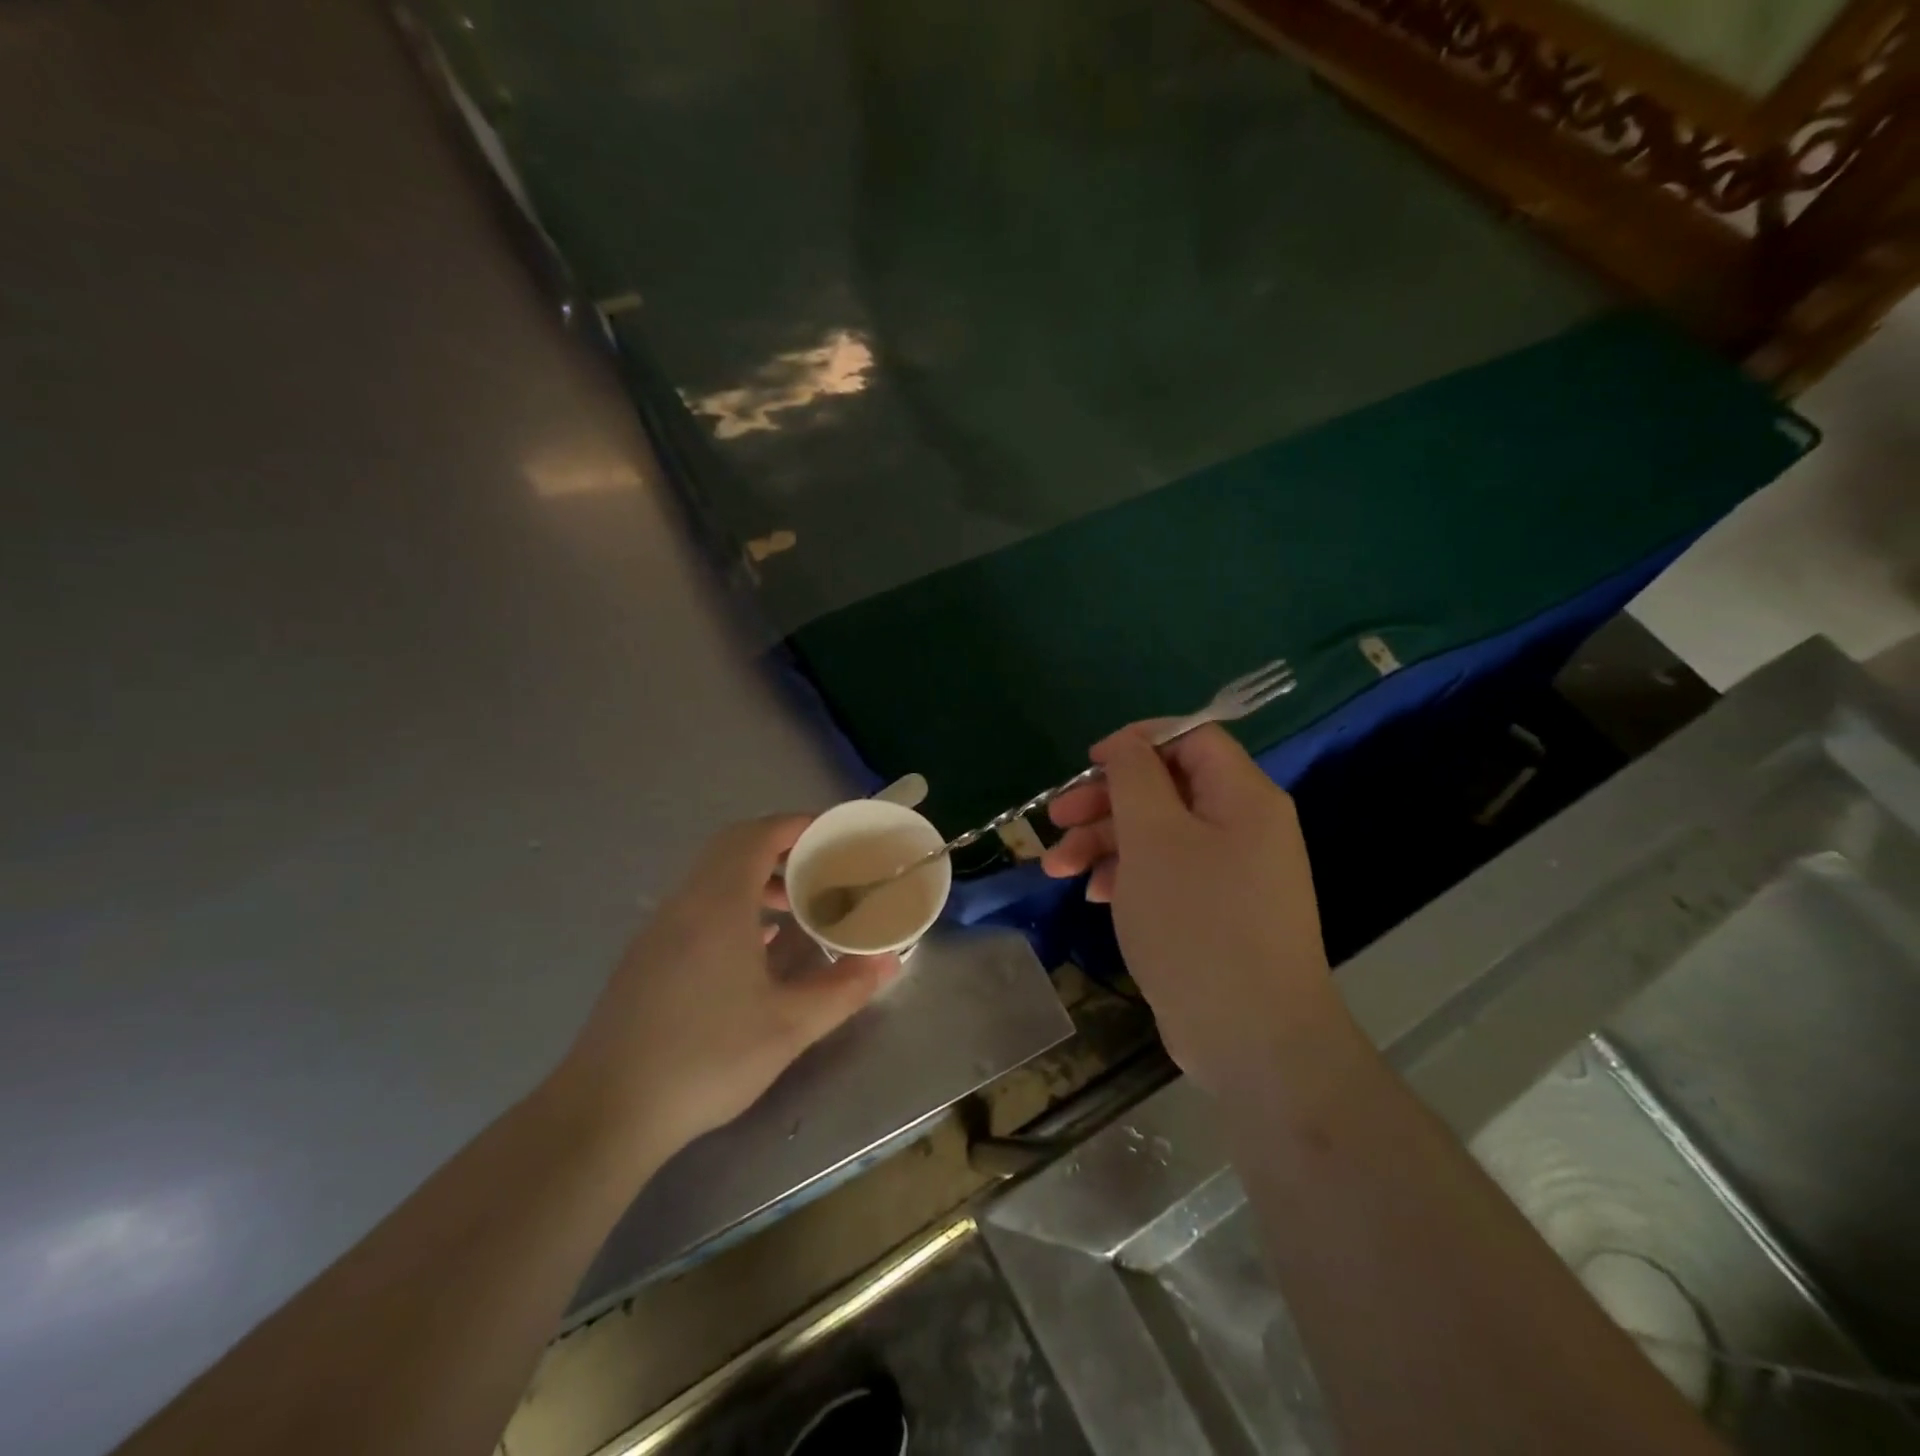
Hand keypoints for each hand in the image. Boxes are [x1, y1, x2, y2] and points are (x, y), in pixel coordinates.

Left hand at [555, 816, 899, 1149]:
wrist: (607, 1111)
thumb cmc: (706, 1058)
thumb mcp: (789, 1026)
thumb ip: (844, 989)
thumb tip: (889, 962)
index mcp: (718, 904)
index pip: (758, 835)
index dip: (798, 825)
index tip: (834, 834)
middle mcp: (686, 903)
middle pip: (733, 847)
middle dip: (781, 847)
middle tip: (821, 866)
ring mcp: (660, 929)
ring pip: (713, 877)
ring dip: (756, 878)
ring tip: (797, 907)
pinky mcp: (648, 956)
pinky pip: (697, 905)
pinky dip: (734, 905)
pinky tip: (759, 947)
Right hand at [1041, 724, 1349, 1092]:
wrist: (1251, 1037)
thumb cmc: (1197, 922)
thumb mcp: (1154, 837)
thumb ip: (1135, 777)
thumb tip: (1126, 744)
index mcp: (1243, 797)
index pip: (1191, 739)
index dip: (1137, 742)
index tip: (1089, 763)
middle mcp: (1244, 827)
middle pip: (1167, 788)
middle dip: (1106, 800)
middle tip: (1056, 817)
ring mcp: (1231, 873)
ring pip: (1159, 834)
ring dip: (1105, 842)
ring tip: (1057, 867)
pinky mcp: (1215, 912)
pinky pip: (1167, 873)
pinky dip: (1127, 876)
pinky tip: (1095, 895)